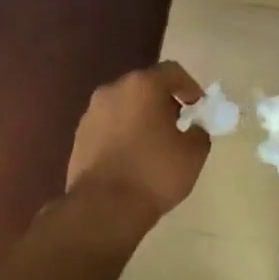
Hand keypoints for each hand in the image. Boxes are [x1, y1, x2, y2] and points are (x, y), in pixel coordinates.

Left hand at [66, 62, 211, 223]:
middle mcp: (112, 91)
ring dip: (141, 118)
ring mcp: (91, 113)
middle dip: (164, 102)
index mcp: (142, 86)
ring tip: (154, 144)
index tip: (199, 108)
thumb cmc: (154, 173)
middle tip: (179, 125)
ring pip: (124, 106)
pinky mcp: (78, 136)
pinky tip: (132, 158)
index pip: (172, 72)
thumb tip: (193, 129)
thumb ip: (200, 132)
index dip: (191, 87)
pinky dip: (123, 134)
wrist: (103, 208)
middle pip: (145, 87)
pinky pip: (109, 126)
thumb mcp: (194, 154)